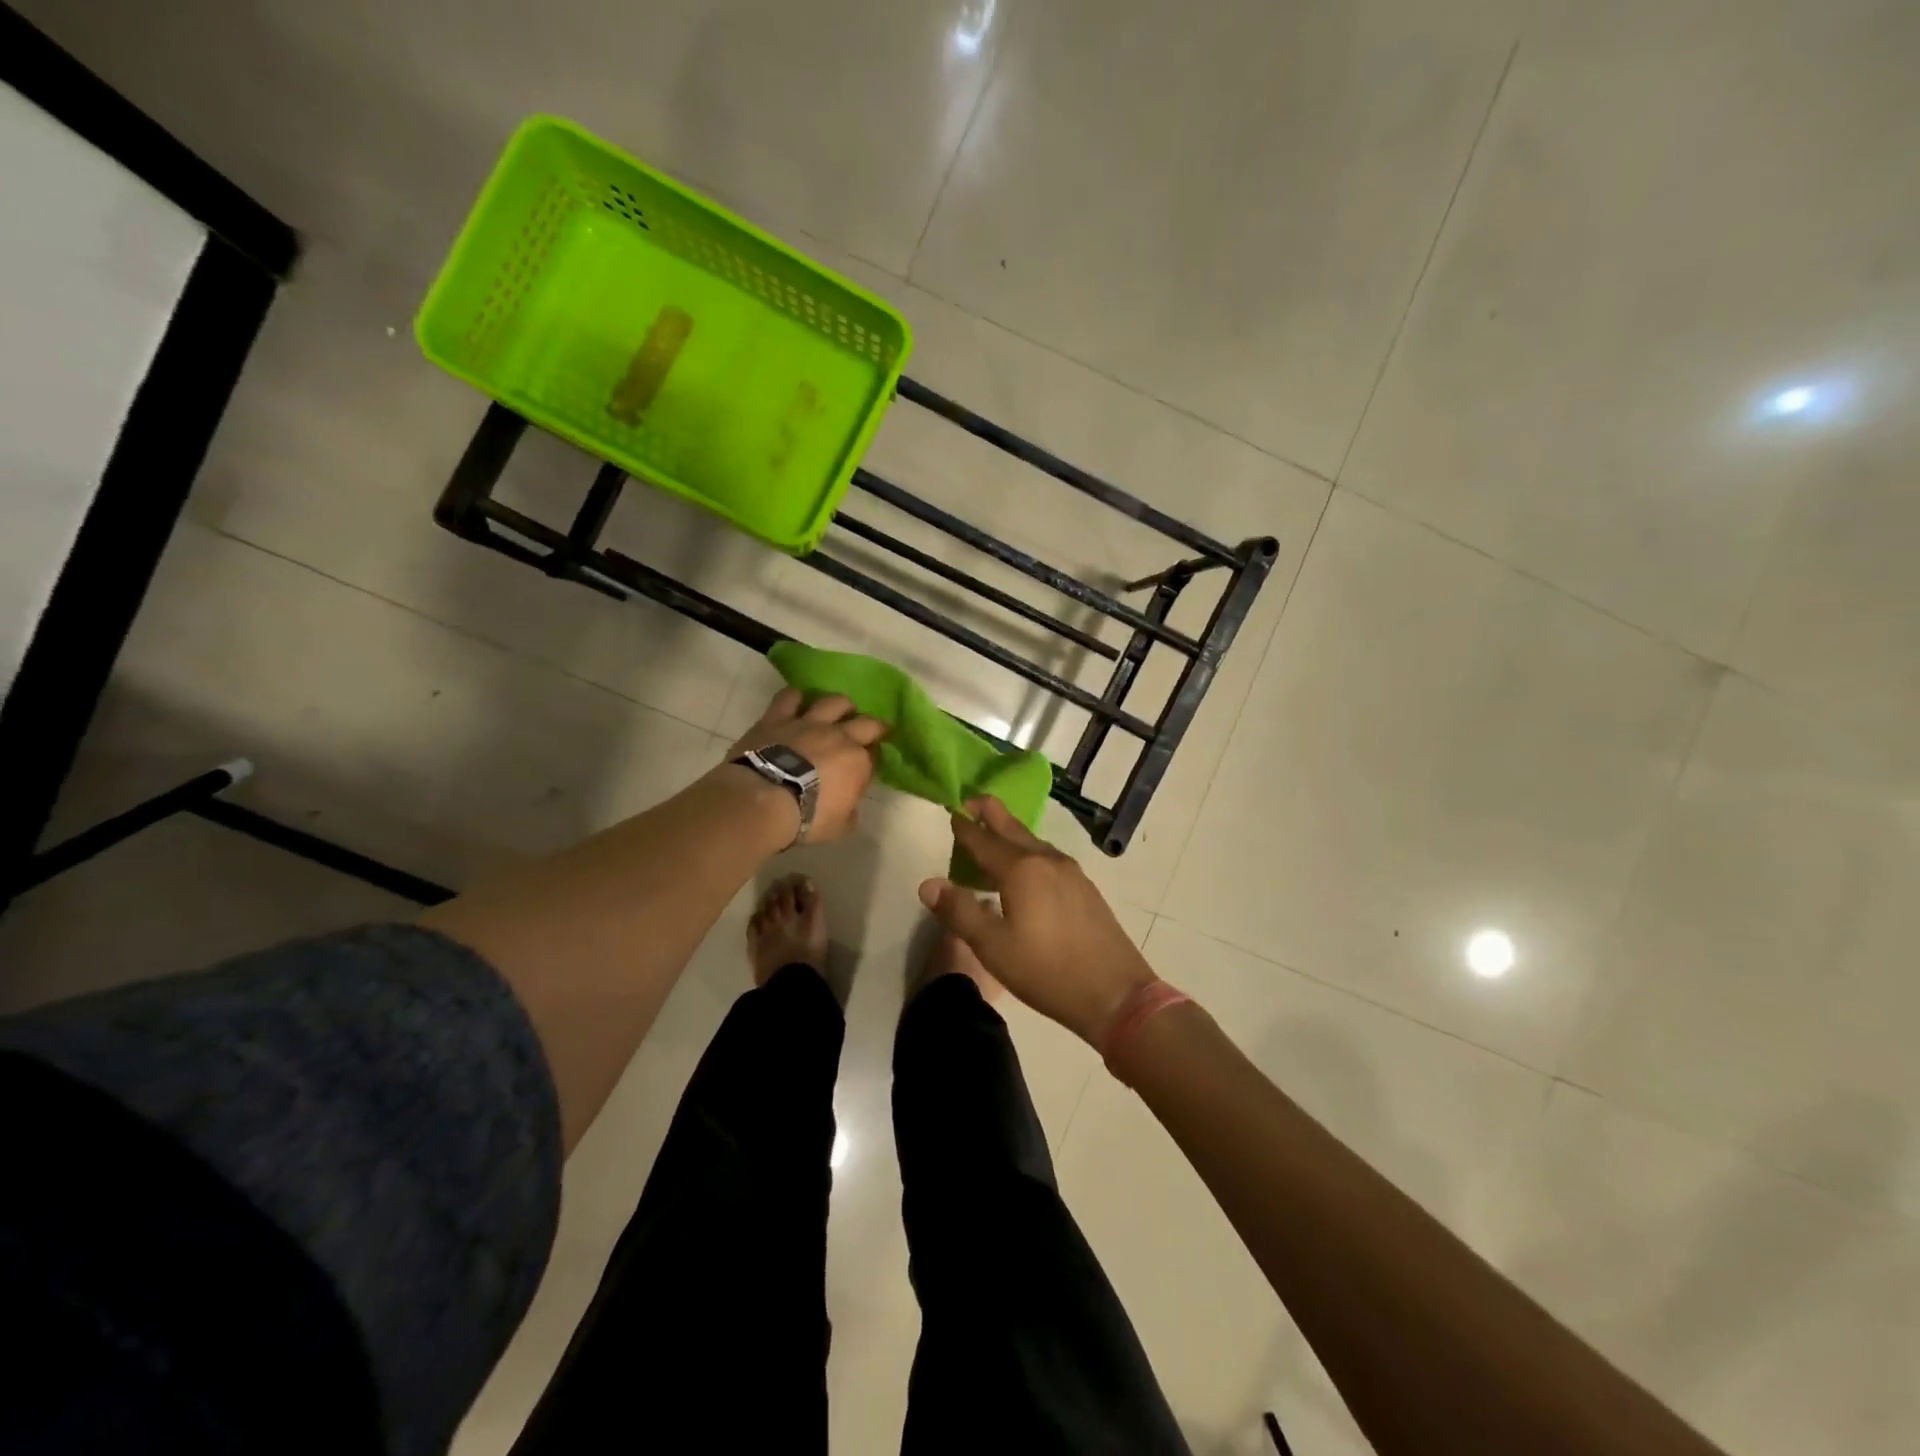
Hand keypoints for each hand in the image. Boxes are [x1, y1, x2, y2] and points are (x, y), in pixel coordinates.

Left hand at [726, 688, 885, 843]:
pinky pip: (789, 697)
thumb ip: (849, 812)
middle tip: (871, 731)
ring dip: (840, 705)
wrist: (764, 800)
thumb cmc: (806, 818)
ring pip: (834, 701)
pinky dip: (795, 698)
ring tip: (839, 710)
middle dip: (872, 726)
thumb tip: (849, 805)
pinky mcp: (779, 718)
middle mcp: (839, 736)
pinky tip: (797, 702)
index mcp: (858, 762)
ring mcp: (809, 723)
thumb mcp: (839, 827)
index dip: (873, 758)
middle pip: (866, 722)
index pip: (874, 756)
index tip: (867, 764)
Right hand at [917, 798, 1157, 1045]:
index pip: (984, 840)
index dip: (965, 828)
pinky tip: (1026, 872)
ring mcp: (1071, 873)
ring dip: (1011, 835)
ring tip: (993, 839)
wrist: (1115, 994)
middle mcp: (1047, 860)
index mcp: (1022, 870)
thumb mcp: (993, 946)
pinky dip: (1029, 853)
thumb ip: (959, 911)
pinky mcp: (1085, 888)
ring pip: (1034, 842)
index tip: (951, 813)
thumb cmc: (1047, 971)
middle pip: (1013, 828)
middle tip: (973, 802)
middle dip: (991, 813)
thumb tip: (928, 883)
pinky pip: (1048, 858)